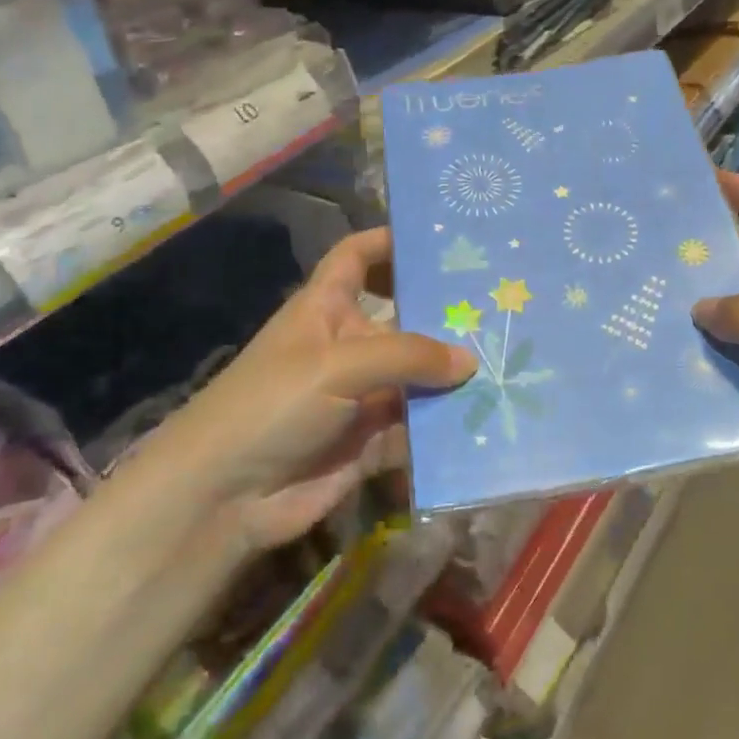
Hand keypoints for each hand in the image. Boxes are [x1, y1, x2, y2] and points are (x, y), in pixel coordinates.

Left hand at [169, 228, 474, 552]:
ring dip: (454, 377)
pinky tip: (491, 419)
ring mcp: (362, 396)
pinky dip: (446, 427)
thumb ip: (407, 356)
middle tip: (503, 307)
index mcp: (326, 308)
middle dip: (446, 316)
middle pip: (404, 320)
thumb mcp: (337, 365)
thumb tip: (469, 360)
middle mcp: (348, 346)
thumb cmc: (272, 405)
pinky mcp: (372, 441)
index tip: (439, 240)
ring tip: (514, 363)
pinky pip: (418, 428)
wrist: (224, 497)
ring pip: (418, 378)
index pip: (357, 258)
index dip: (389, 243)